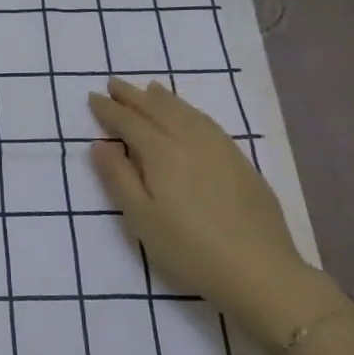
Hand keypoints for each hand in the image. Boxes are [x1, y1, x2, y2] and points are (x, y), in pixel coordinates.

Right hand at [88, 79, 327, 348]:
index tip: (93, 97)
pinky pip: (208, 122)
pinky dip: (191, 110)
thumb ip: (118, 178)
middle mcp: (189, 141)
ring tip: (150, 88)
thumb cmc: (190, 249)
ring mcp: (219, 149)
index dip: (109, 109)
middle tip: (115, 83)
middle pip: (157, 109)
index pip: (129, 122)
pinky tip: (190, 115)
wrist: (260, 272)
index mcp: (162, 153)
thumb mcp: (141, 219)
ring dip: (164, 98)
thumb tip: (99, 145)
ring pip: (186, 112)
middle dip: (133, 96)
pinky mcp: (241, 162)